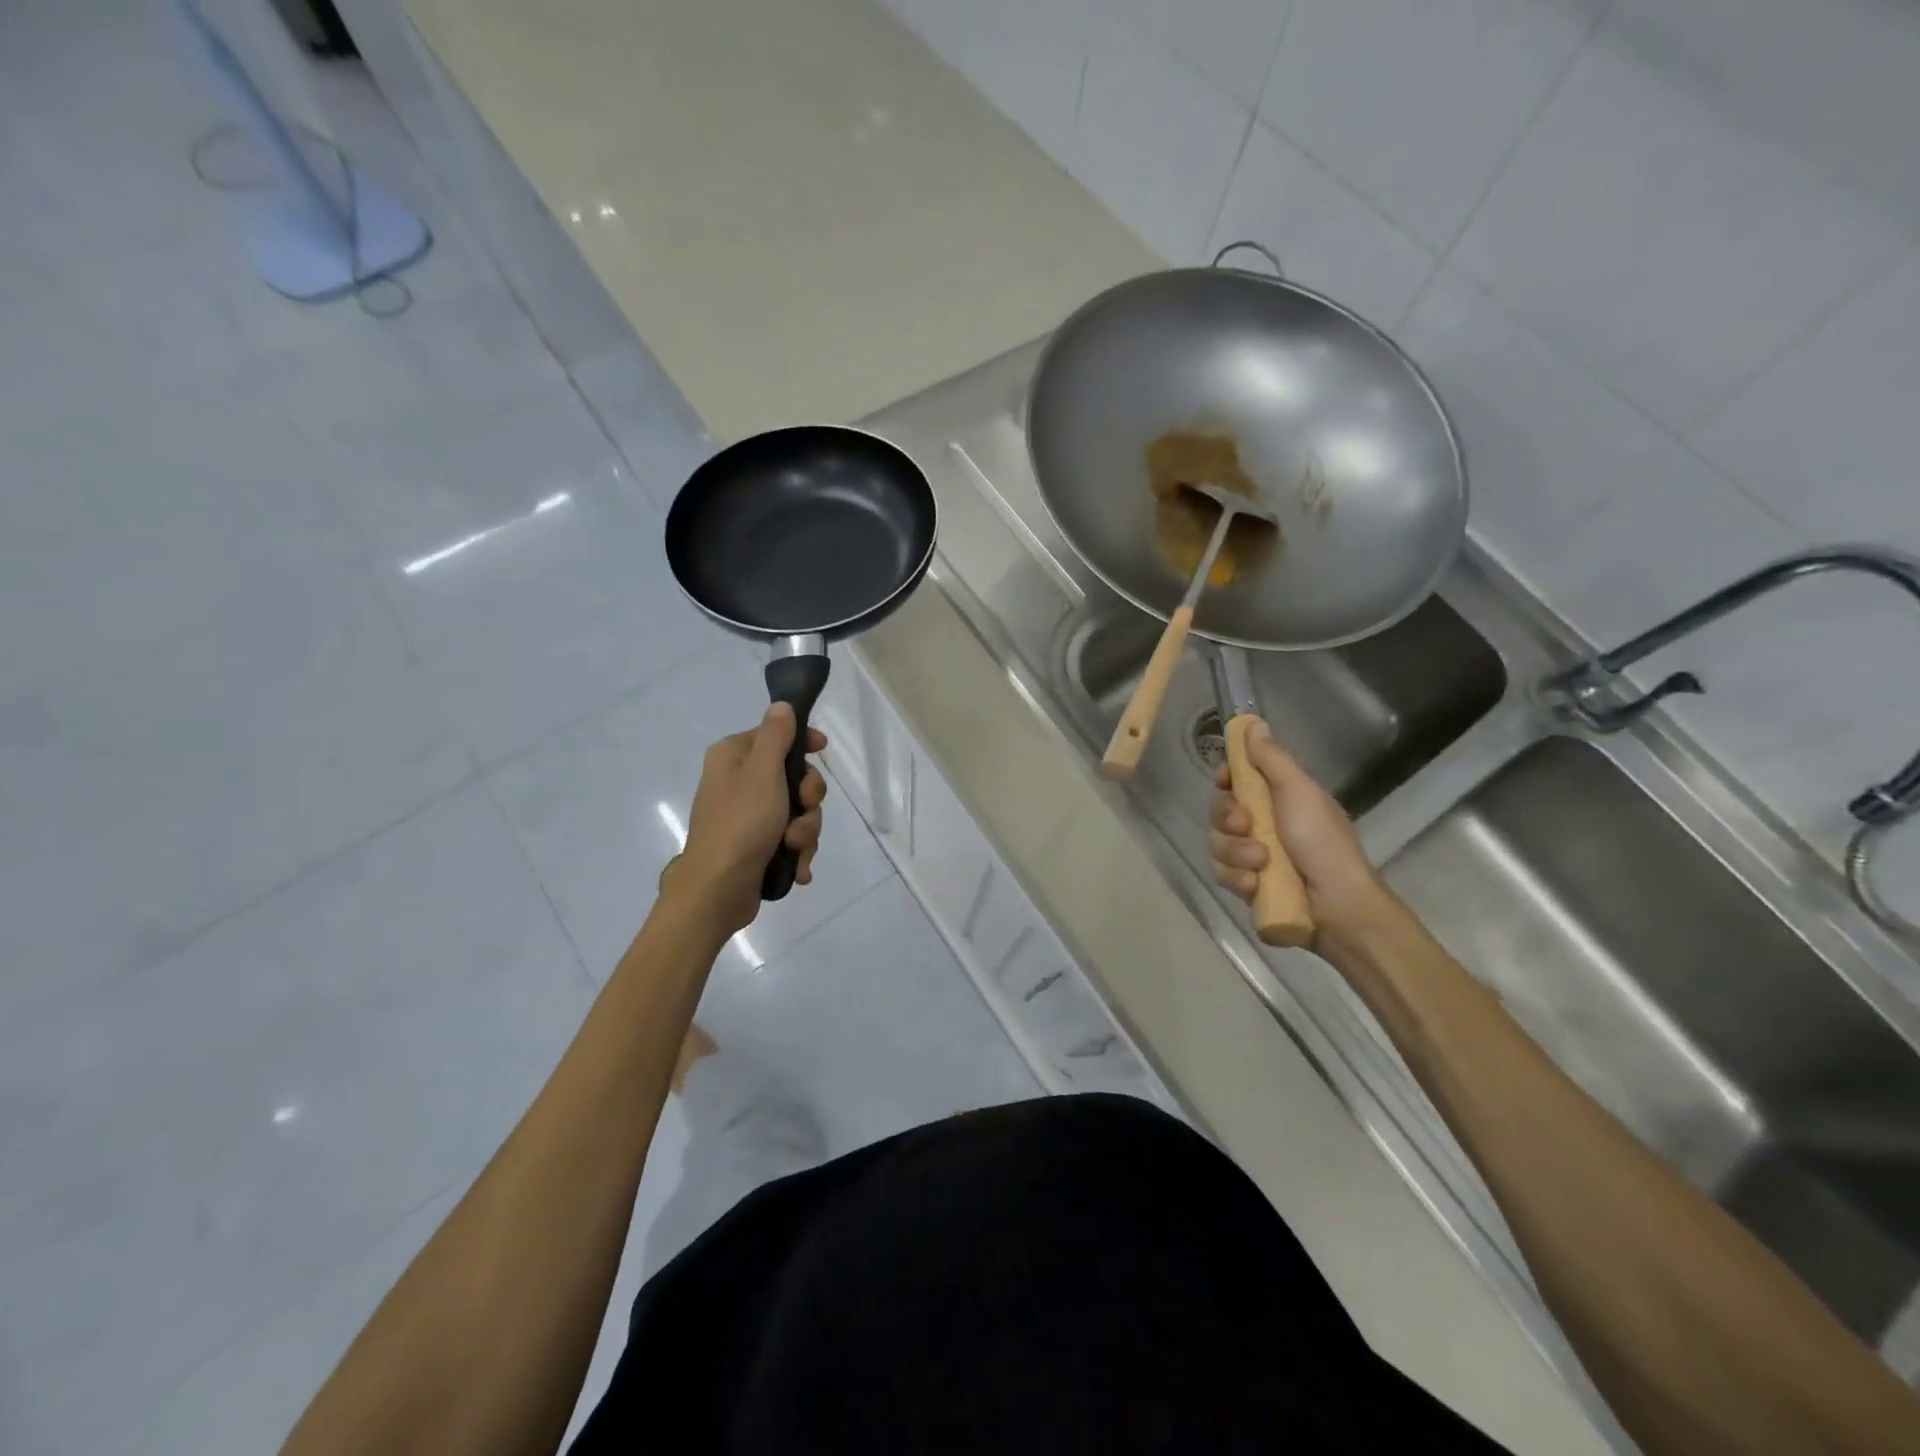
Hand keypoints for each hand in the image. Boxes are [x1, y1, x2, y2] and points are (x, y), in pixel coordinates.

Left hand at [676, 704, 828, 933]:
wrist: (718, 890)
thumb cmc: (740, 823)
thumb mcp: (762, 771)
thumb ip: (776, 735)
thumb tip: (781, 705)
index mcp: (733, 757)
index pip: (775, 735)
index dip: (803, 742)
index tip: (823, 750)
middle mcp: (739, 782)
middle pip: (793, 776)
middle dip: (808, 799)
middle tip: (803, 810)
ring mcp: (748, 817)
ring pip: (798, 811)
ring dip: (805, 830)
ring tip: (794, 848)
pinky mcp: (757, 846)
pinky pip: (791, 839)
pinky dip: (798, 852)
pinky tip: (799, 867)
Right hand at [1209, 720, 1388, 941]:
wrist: (1337, 906)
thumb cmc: (1322, 842)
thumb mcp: (1299, 792)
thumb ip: (1271, 759)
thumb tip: (1252, 722)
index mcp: (1278, 800)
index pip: (1238, 781)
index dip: (1227, 779)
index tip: (1224, 780)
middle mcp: (1263, 826)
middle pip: (1220, 812)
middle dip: (1228, 819)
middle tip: (1247, 827)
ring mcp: (1253, 858)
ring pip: (1218, 844)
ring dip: (1237, 853)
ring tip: (1262, 864)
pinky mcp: (1247, 887)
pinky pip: (1223, 874)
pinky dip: (1239, 879)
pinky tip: (1256, 886)